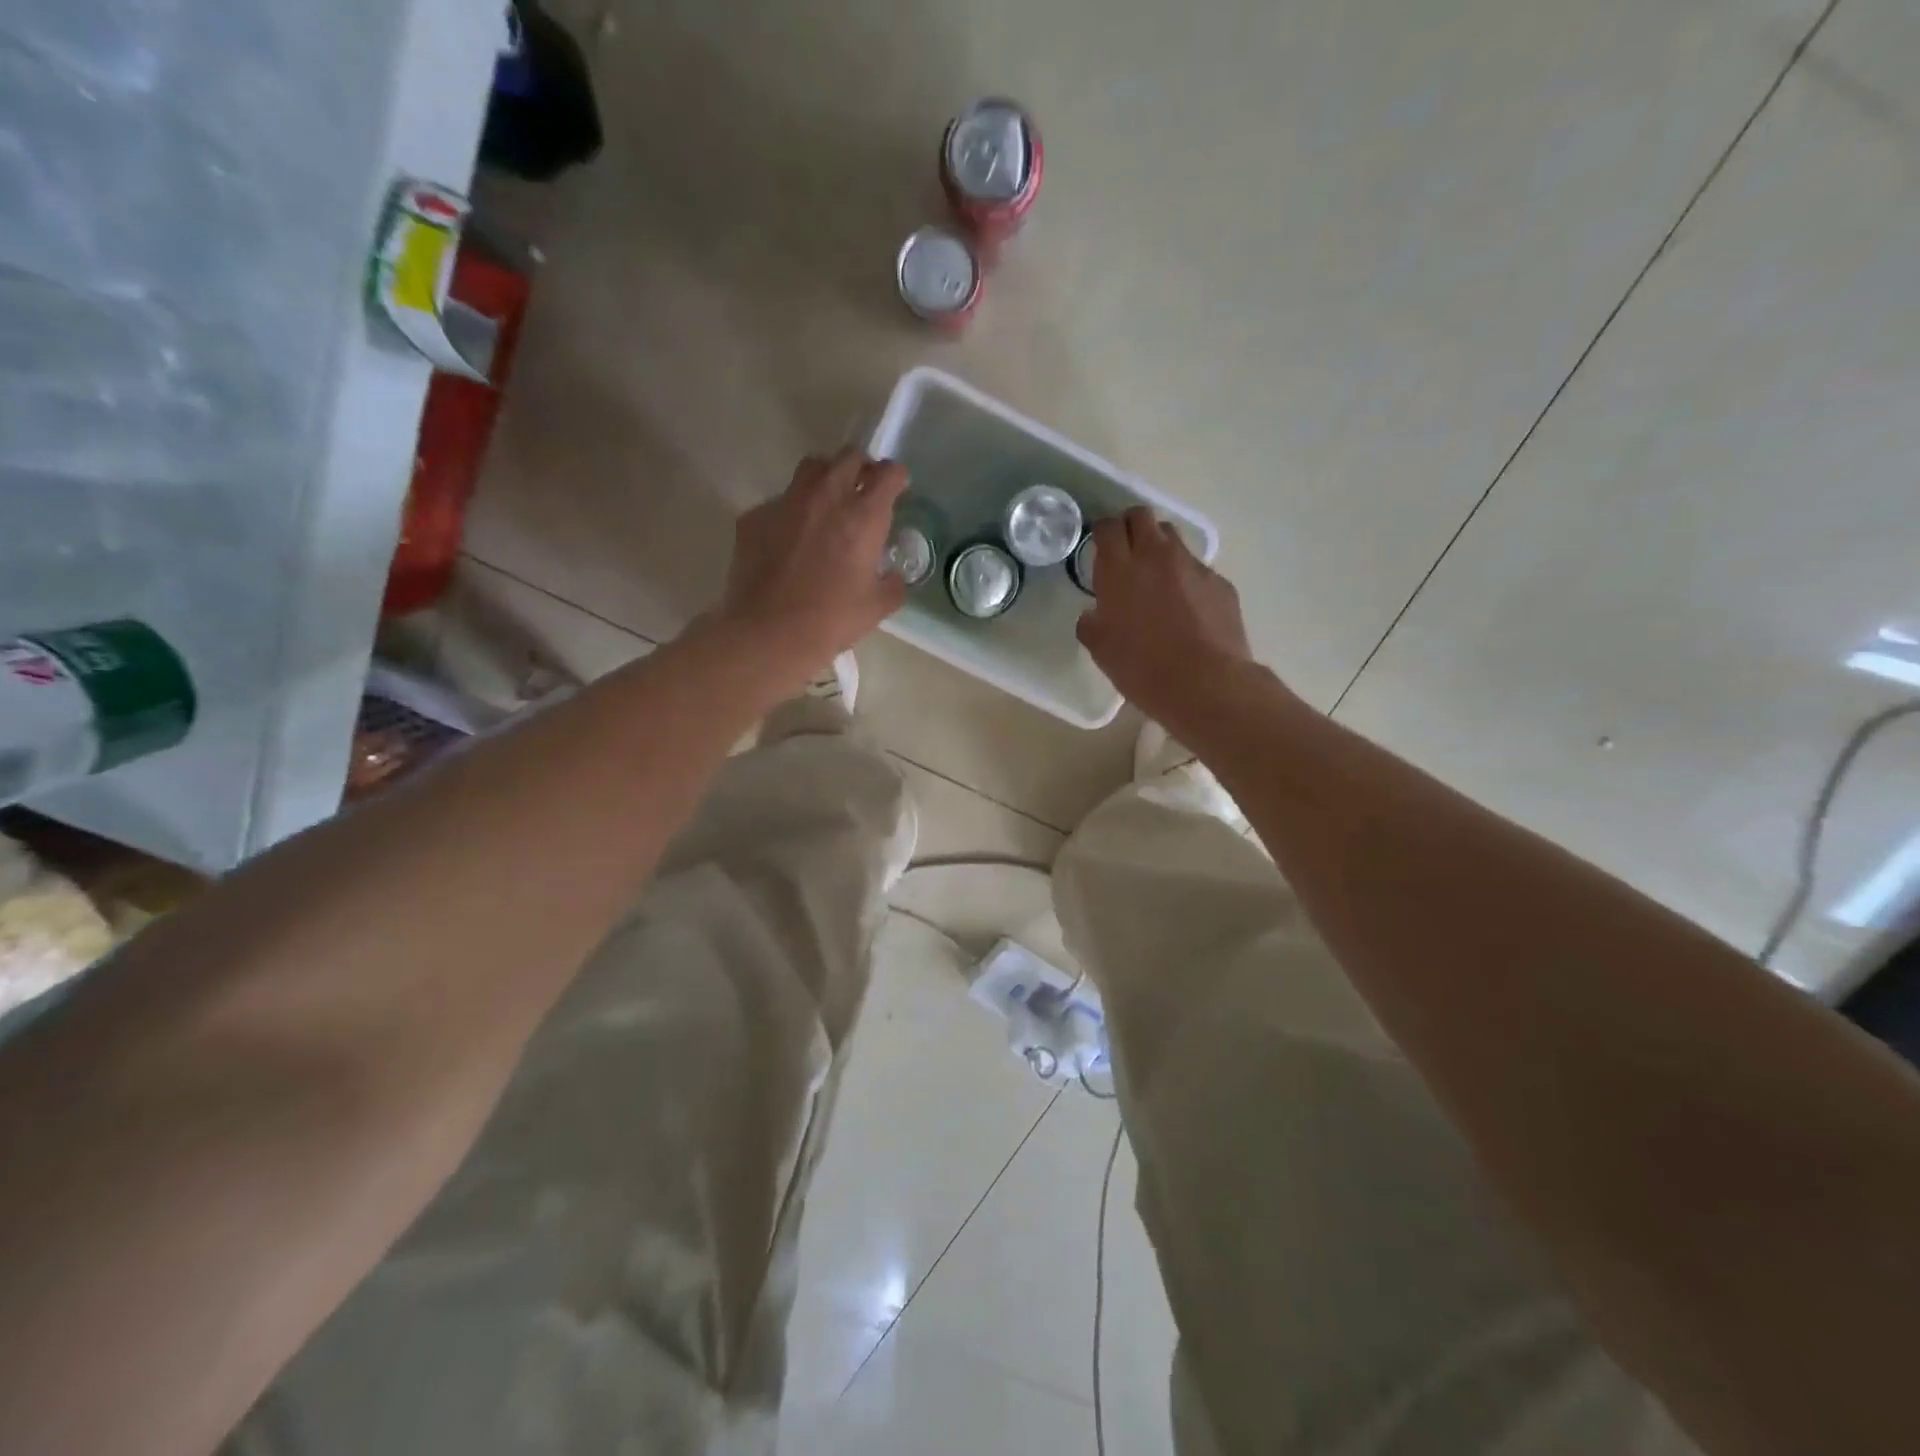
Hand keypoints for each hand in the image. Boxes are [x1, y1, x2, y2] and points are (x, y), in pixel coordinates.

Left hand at [715, 449, 909, 684]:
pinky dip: (791, 512)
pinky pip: (779, 501)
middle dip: (861, 468)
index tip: (897, 488)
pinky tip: (789, 540)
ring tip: (827, 504)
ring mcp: (786, 502)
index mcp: (863, 516)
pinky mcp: (755, 516)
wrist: (768, 633)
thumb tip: (892, 576)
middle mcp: (826, 496)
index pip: (888, 474)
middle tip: (863, 490)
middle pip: (849, 457)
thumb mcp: (878, 607)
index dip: (896, 478)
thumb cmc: (831, 620)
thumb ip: (893, 584)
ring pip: (811, 469)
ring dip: (826, 478)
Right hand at [1076, 508, 1253, 732]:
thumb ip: (1092, 622)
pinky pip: (1198, 570)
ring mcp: (1192, 566)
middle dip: (1132, 527)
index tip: (1101, 546)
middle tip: (1127, 551)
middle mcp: (1156, 556)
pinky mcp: (1220, 582)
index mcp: (1119, 569)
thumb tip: (1095, 614)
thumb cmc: (1142, 667)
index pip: (1108, 527)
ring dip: (1161, 549)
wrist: (1205, 683)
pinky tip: (1188, 610)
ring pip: (1173, 539)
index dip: (1103, 532)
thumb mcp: (1100, 649)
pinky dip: (1187, 581)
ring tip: (1158, 579)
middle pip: (1142, 516)